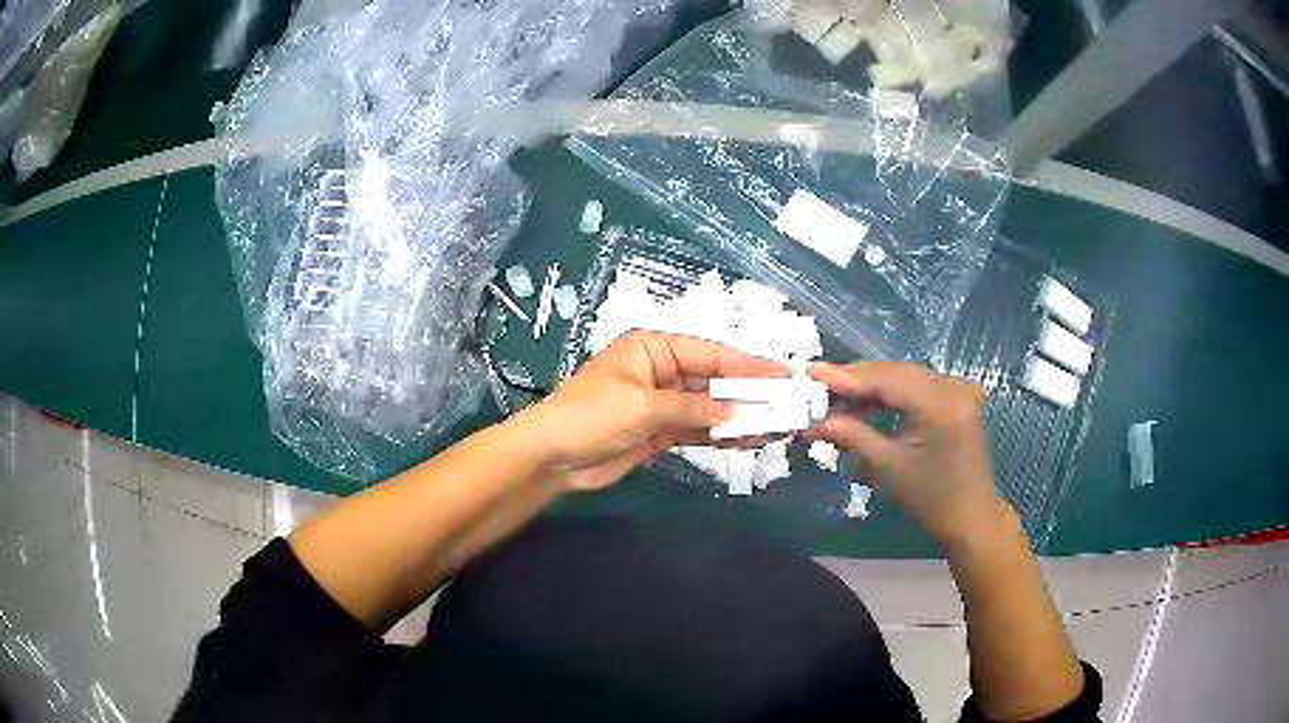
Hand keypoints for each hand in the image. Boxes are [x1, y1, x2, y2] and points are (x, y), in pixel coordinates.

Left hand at [514, 332, 787, 491]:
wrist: (553, 457)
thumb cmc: (592, 414)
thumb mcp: (643, 405)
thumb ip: (692, 408)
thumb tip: (734, 412)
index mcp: (654, 348)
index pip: (709, 353)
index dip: (747, 365)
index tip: (781, 375)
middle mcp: (662, 371)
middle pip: (714, 380)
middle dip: (748, 393)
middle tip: (787, 403)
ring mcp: (662, 404)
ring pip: (710, 407)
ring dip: (740, 416)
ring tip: (778, 424)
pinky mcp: (660, 432)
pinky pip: (698, 430)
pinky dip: (721, 435)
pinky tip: (749, 438)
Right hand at [807, 362, 1006, 545]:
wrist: (971, 518)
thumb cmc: (931, 499)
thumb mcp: (889, 468)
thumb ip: (852, 436)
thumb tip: (813, 422)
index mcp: (941, 403)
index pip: (887, 379)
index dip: (848, 376)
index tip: (812, 372)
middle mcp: (952, 386)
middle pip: (895, 372)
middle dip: (856, 380)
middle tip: (818, 385)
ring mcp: (957, 389)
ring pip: (904, 377)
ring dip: (871, 387)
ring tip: (835, 396)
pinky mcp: (956, 397)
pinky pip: (916, 386)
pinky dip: (890, 394)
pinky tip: (866, 403)